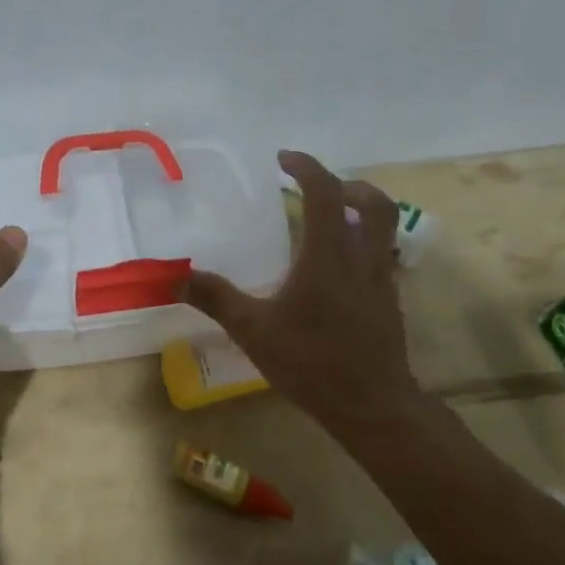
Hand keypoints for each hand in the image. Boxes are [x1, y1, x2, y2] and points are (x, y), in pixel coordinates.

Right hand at [182, 150, 421, 443]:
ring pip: (385, 228)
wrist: (372, 405)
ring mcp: (381, 280)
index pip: (325, 193)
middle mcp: (362, 258)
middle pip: (374, 203)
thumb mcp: (253, 330)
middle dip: (348, 185)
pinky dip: (363, 243)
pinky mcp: (389, 301)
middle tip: (318, 187)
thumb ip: (216, 298)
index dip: (307, 167)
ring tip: (331, 219)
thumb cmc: (311, 363)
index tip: (284, 159)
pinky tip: (337, 267)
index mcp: (328, 256)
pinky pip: (382, 255)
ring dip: (362, 211)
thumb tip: (176, 275)